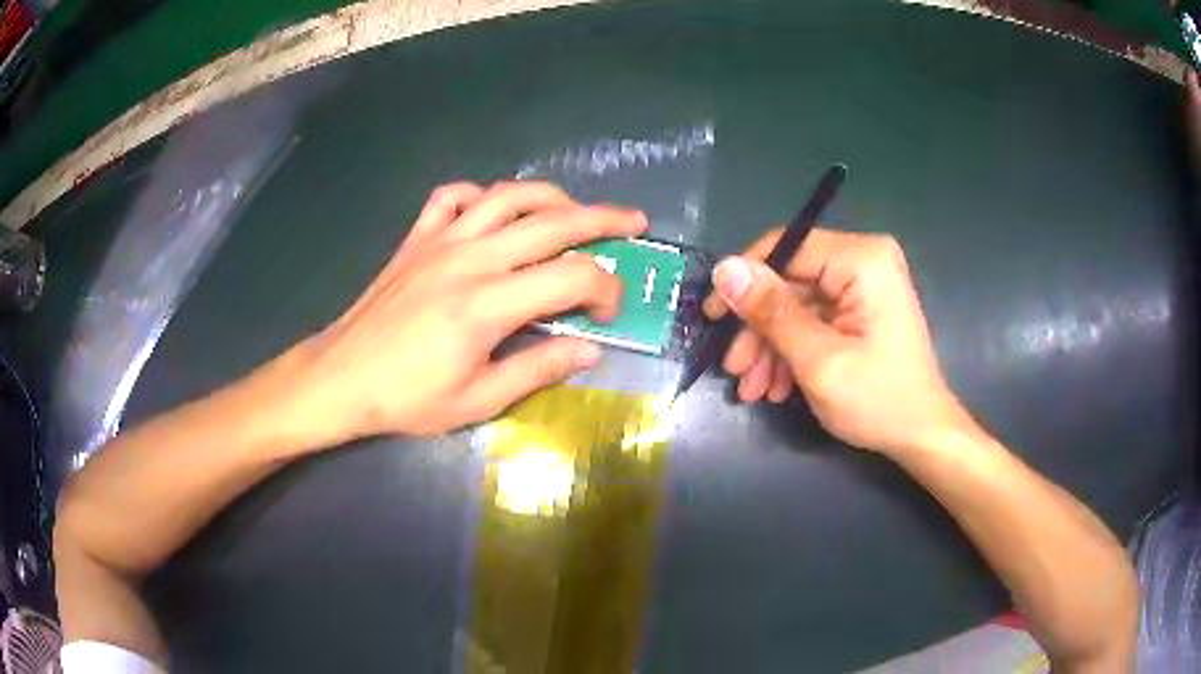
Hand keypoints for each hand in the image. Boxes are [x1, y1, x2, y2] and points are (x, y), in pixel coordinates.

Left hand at [298, 181, 646, 439]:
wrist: (341, 377)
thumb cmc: (407, 398)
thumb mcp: (477, 401)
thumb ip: (538, 370)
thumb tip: (590, 350)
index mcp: (488, 304)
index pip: (571, 276)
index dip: (605, 288)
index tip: (609, 312)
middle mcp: (470, 259)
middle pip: (552, 222)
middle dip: (603, 219)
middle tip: (634, 221)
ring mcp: (440, 241)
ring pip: (507, 196)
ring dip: (551, 197)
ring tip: (574, 208)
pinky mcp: (416, 238)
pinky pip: (452, 197)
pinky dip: (480, 195)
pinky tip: (492, 211)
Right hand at [704, 228, 971, 454]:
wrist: (921, 436)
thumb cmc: (878, 399)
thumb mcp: (818, 360)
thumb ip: (772, 312)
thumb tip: (724, 269)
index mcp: (862, 259)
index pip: (787, 247)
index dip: (745, 280)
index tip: (713, 318)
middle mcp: (863, 261)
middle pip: (790, 281)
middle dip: (759, 329)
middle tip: (733, 369)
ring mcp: (862, 287)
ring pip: (797, 305)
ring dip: (770, 347)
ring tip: (751, 389)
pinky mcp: (859, 310)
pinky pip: (813, 320)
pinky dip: (791, 352)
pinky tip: (775, 386)